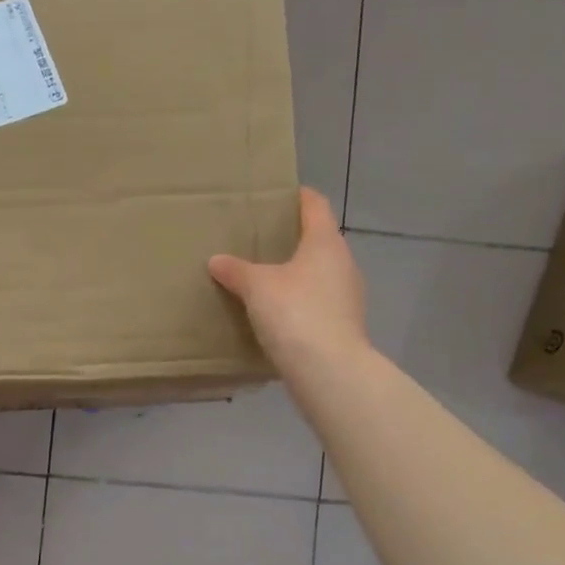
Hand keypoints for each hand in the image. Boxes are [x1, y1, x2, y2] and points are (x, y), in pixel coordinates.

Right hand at [209, 188, 370, 382]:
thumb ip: (236, 271)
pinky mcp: (342, 324)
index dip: (298, 196)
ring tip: (263, 277)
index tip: (278, 194)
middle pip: (318, 240)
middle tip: (259, 239)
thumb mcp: (256, 287)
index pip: (315, 206)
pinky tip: (276, 312)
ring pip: (318, 273)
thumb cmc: (295, 313)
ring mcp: (347, 296)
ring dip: (296, 272)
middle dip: (292, 238)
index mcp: (325, 243)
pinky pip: (317, 301)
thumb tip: (217, 260)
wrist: (328, 370)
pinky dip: (299, 300)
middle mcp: (343, 263)